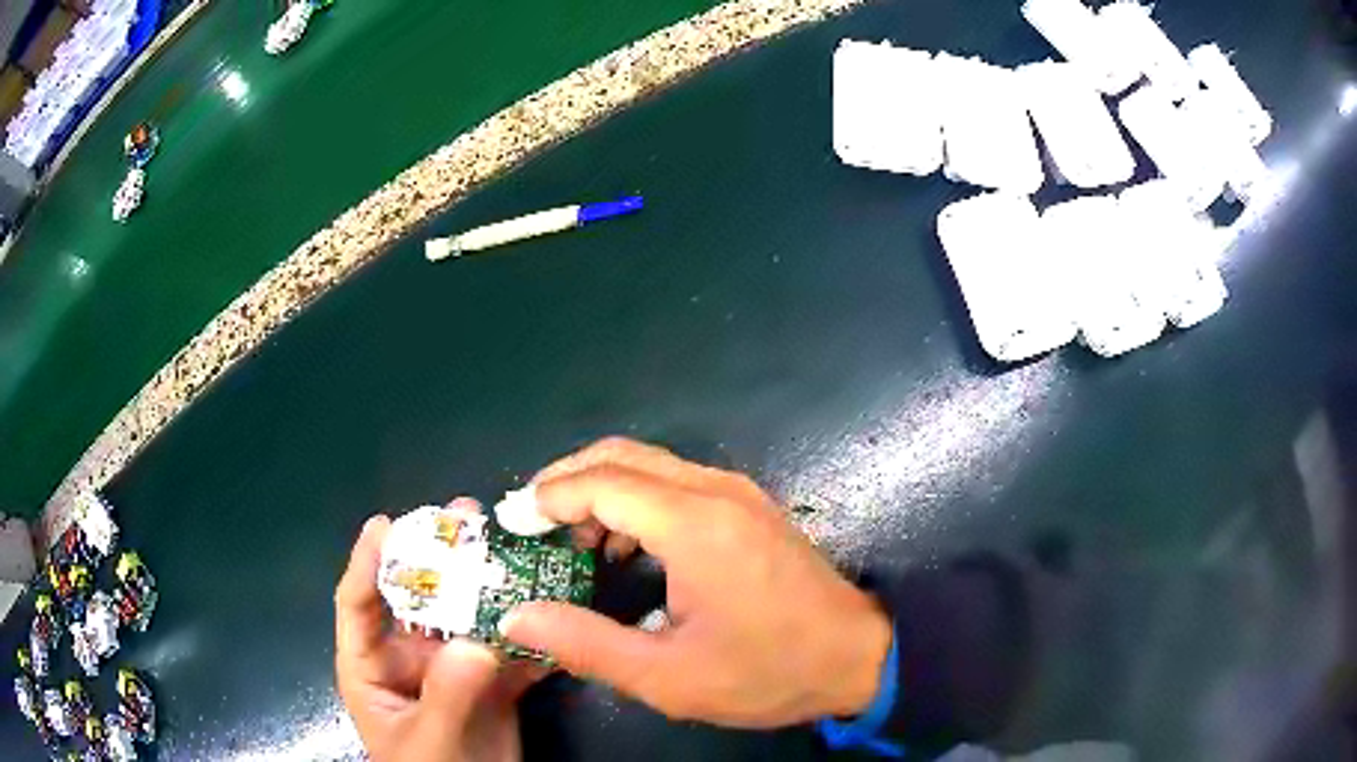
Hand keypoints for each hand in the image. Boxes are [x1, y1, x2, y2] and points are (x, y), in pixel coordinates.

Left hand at [335, 508, 541, 761]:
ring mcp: (453, 669)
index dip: (367, 562)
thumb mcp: (429, 738)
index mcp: (371, 665)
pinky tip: (553, 605)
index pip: (358, 604)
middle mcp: (408, 657)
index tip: (387, 524)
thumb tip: (476, 642)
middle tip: (465, 516)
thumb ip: (447, 694)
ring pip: (468, 617)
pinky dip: (531, 631)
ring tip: (511, 546)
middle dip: (440, 557)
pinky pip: (510, 649)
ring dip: (489, 584)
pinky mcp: (492, 684)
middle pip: (419, 598)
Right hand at [501, 438, 891, 728]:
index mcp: (694, 526)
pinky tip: (624, 548)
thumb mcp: (667, 676)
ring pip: (649, 464)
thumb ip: (585, 644)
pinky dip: (635, 500)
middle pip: (621, 456)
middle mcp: (714, 491)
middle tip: (531, 524)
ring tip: (570, 542)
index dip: (547, 497)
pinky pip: (676, 482)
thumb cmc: (766, 672)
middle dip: (566, 480)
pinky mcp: (748, 506)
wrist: (858, 656)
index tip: (511, 523)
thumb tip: (519, 617)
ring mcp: (737, 493)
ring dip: (600, 490)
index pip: (600, 483)